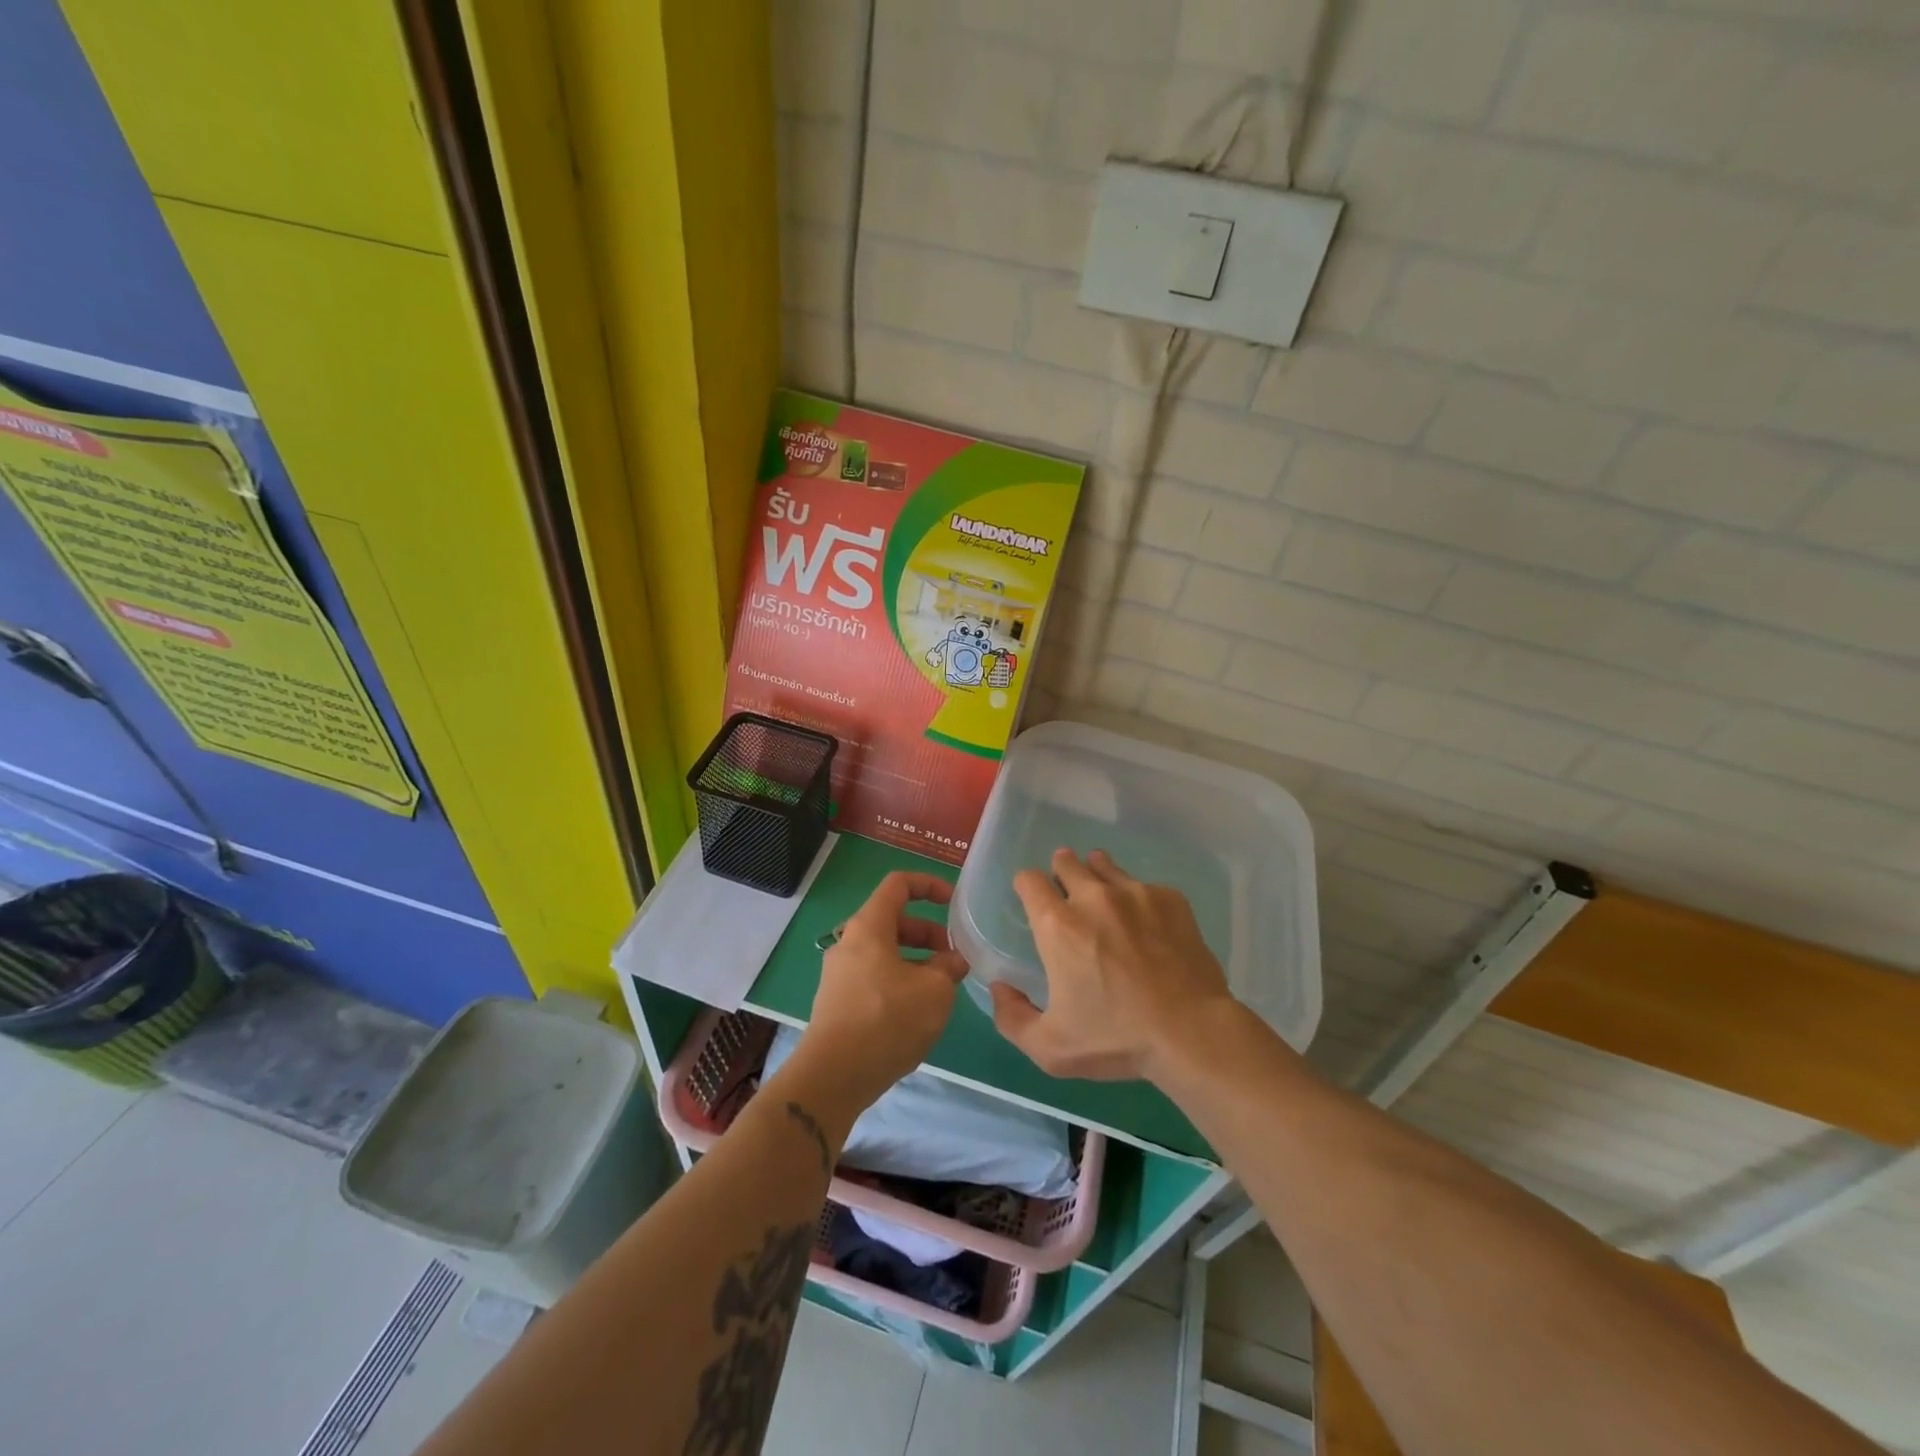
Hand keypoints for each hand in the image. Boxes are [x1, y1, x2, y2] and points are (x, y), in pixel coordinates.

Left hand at [779, 872, 967, 1124]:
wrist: (833, 1076)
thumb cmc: (887, 1020)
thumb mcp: (934, 990)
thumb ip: (948, 968)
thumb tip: (952, 962)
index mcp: (869, 926)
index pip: (898, 885)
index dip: (929, 885)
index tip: (953, 902)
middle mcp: (849, 942)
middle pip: (893, 921)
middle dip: (929, 933)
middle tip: (954, 958)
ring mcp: (840, 974)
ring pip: (885, 952)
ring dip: (917, 961)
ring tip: (943, 987)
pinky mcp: (838, 1002)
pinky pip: (874, 977)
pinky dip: (900, 981)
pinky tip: (918, 1011)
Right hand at [990, 848, 1237, 1082]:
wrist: (1192, 1033)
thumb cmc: (1116, 1039)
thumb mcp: (1050, 1047)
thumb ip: (1012, 1017)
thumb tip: (1000, 987)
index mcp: (1058, 924)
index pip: (1029, 879)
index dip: (1026, 887)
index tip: (1033, 901)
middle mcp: (1093, 896)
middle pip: (1066, 861)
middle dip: (1061, 873)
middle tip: (1068, 899)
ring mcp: (1135, 893)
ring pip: (1105, 866)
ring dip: (1097, 877)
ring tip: (1105, 904)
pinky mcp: (1171, 899)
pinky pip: (1144, 886)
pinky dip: (1137, 898)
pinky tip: (1147, 926)